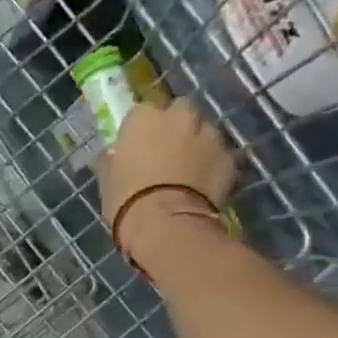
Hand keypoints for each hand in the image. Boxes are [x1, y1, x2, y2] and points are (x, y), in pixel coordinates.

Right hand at [98, 99, 237, 271]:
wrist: (166, 225)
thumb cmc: (127, 199)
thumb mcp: (107, 177)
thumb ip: (114, 158)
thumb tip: (115, 154)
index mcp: (145, 117)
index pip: (143, 112)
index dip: (142, 130)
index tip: (138, 147)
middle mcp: (180, 116)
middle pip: (181, 111)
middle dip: (176, 127)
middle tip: (167, 153)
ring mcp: (210, 135)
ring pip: (204, 132)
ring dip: (197, 145)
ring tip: (188, 173)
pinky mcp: (230, 158)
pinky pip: (219, 157)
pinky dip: (213, 166)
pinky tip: (203, 187)